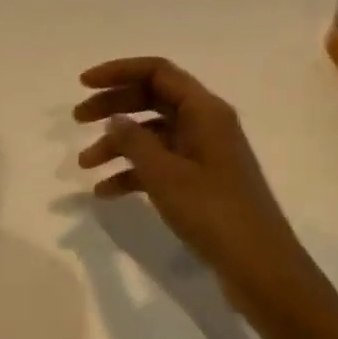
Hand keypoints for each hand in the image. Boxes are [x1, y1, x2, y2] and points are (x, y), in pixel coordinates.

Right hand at [74, 57, 322, 320]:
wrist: (260, 267)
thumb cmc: (213, 212)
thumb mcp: (166, 174)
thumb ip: (134, 141)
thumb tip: (115, 118)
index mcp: (205, 110)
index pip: (157, 72)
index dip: (118, 72)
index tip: (83, 84)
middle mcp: (206, 123)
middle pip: (152, 99)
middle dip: (113, 106)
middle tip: (77, 119)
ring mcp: (205, 153)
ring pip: (153, 134)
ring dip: (118, 144)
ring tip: (85, 165)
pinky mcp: (202, 181)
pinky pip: (161, 163)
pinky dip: (133, 172)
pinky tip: (106, 192)